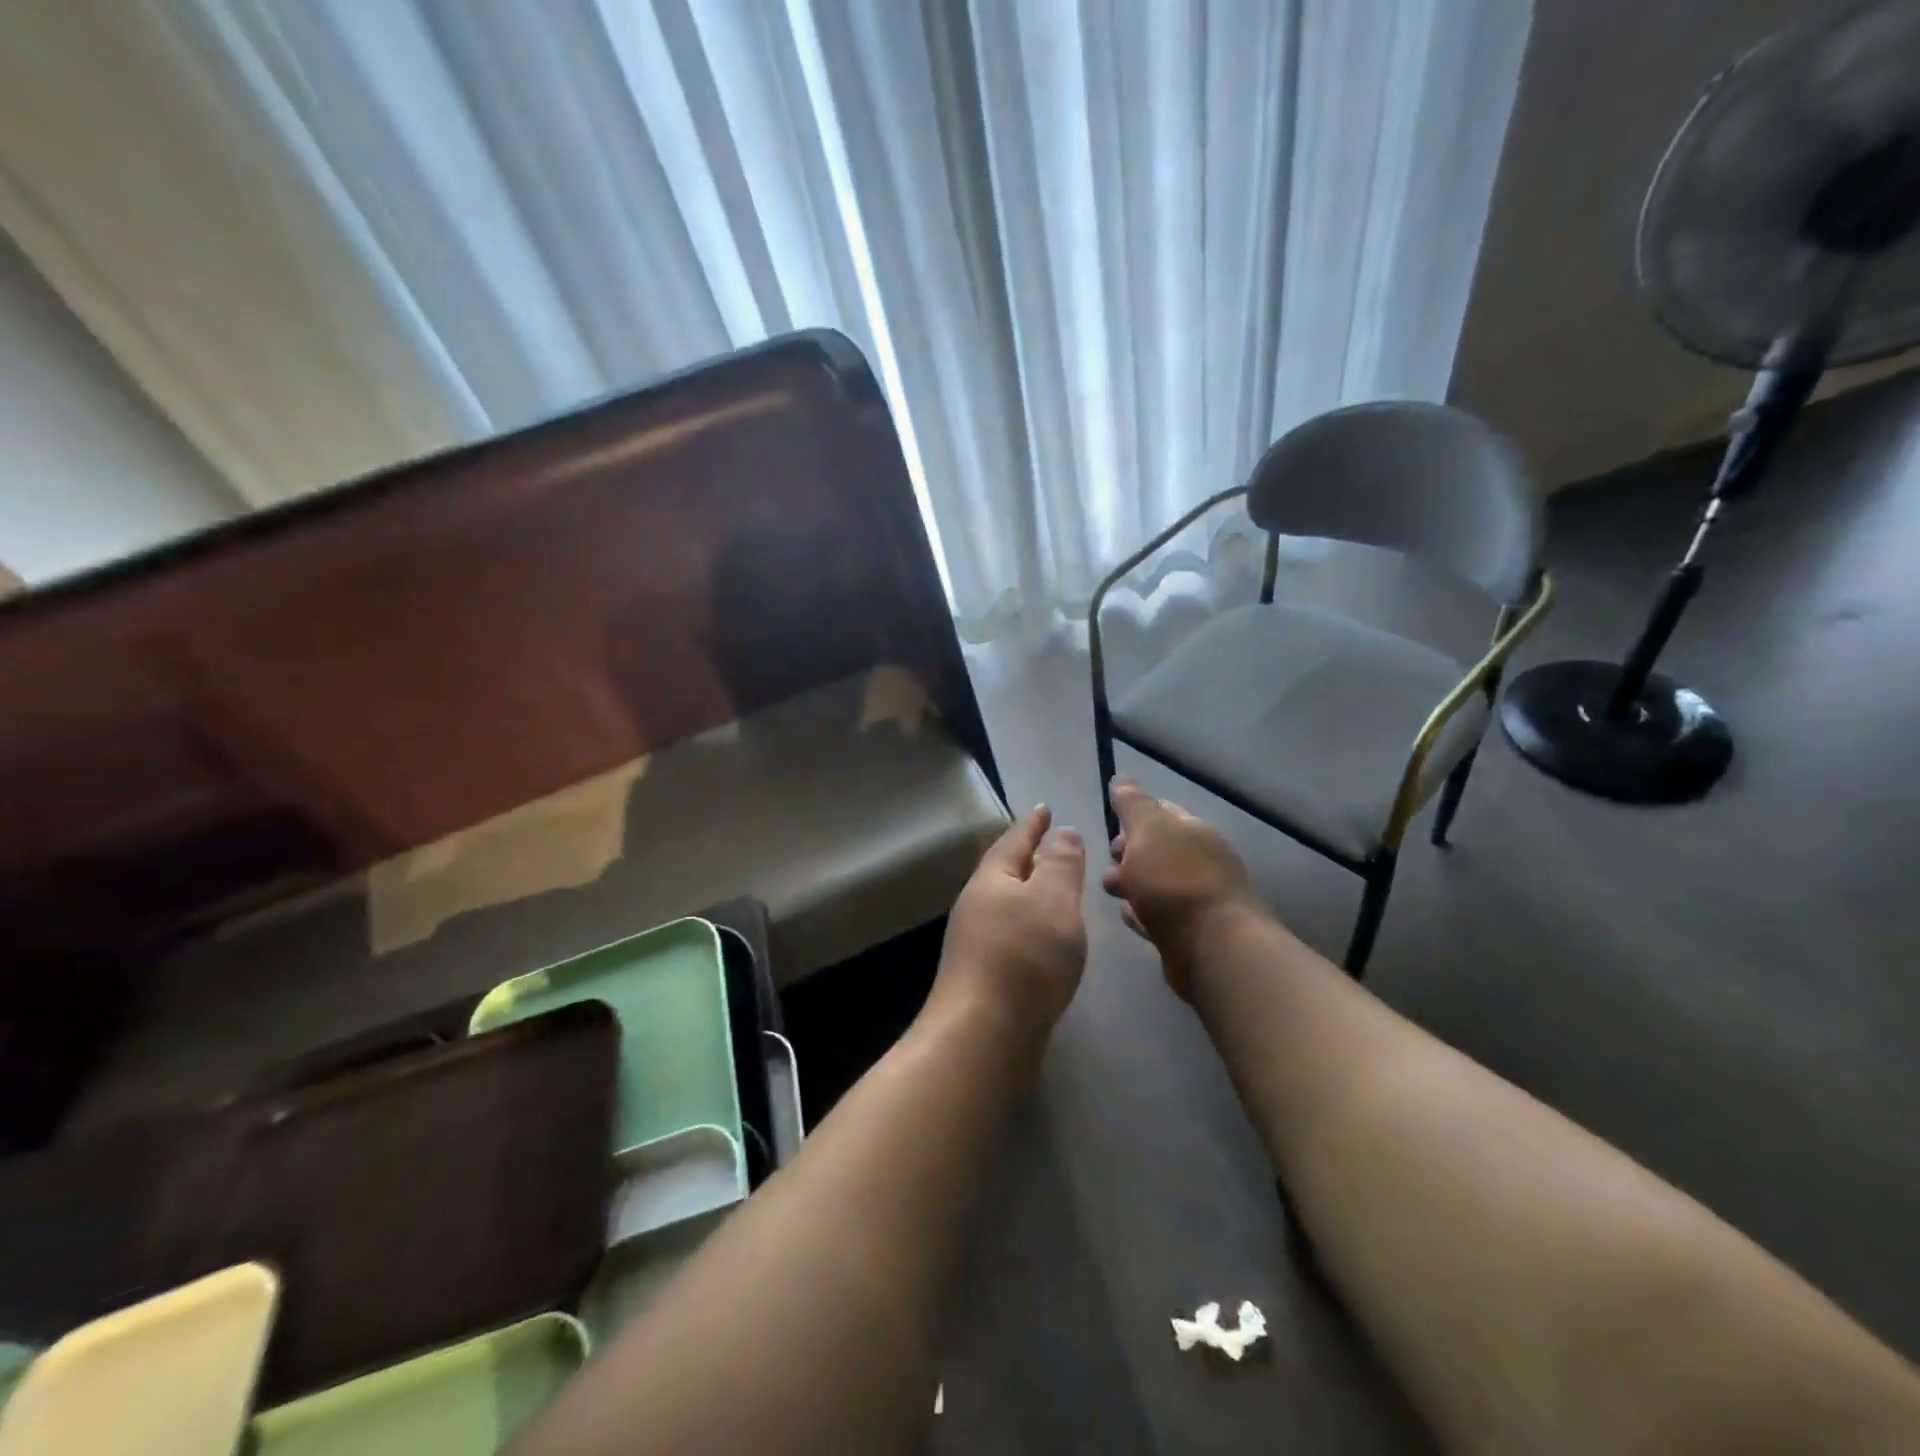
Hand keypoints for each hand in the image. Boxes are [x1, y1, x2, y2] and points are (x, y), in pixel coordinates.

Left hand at [934, 806, 1087, 1039]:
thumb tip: (1062, 831)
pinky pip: (1013, 933)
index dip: (1033, 824)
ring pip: (1009, 904)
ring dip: (1031, 891)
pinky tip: (1045, 937)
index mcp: (992, 879)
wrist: (984, 1035)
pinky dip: (1031, 924)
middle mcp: (978, 905)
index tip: (1045, 808)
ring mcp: (977, 942)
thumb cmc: (1024, 958)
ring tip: (1055, 887)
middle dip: (1030, 855)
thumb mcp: (1052, 900)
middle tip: (1053, 843)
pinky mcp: (985, 975)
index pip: (1015, 840)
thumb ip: (1060, 863)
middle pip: (1006, 870)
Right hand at [1103, 777, 1259, 997]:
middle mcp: (1201, 860)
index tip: (1111, 824)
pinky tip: (1130, 916)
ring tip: (1113, 892)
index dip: (1133, 813)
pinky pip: (1160, 914)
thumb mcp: (1147, 830)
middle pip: (1157, 849)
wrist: (1211, 947)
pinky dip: (1142, 912)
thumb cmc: (1174, 880)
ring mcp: (1199, 897)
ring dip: (1133, 883)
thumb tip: (1121, 779)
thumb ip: (1132, 804)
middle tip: (1110, 862)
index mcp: (1194, 830)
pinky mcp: (1191, 931)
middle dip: (1129, 852)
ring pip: (1157, 883)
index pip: (1161, 810)